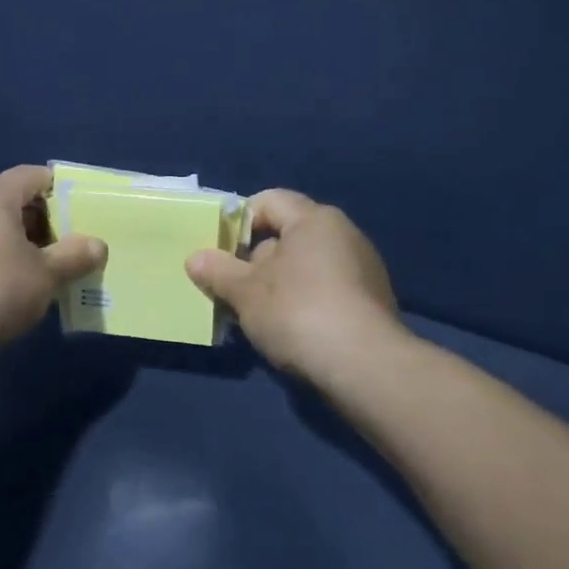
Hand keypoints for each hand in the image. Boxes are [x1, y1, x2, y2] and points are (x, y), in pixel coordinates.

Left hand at [0, 165, 106, 357]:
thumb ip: (74, 257)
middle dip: (43, 221)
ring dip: (20, 245)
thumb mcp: (45, 276)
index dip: (59, 188)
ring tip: (43, 271)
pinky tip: (10, 290)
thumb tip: (97, 245)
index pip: (32, 176)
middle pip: (12, 202)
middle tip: (68, 246)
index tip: (80, 211)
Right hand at [186, 189, 401, 385]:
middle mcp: (344, 233)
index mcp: (314, 219)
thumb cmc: (298, 312)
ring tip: (259, 315)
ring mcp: (364, 267)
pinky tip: (293, 330)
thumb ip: (217, 270)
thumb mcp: (245, 292)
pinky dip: (306, 301)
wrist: (366, 367)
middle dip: (256, 259)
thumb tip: (195, 258)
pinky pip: (328, 289)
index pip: (269, 200)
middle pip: (288, 234)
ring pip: (307, 265)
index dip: (239, 222)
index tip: (221, 252)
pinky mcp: (373, 300)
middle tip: (234, 288)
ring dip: (280, 284)